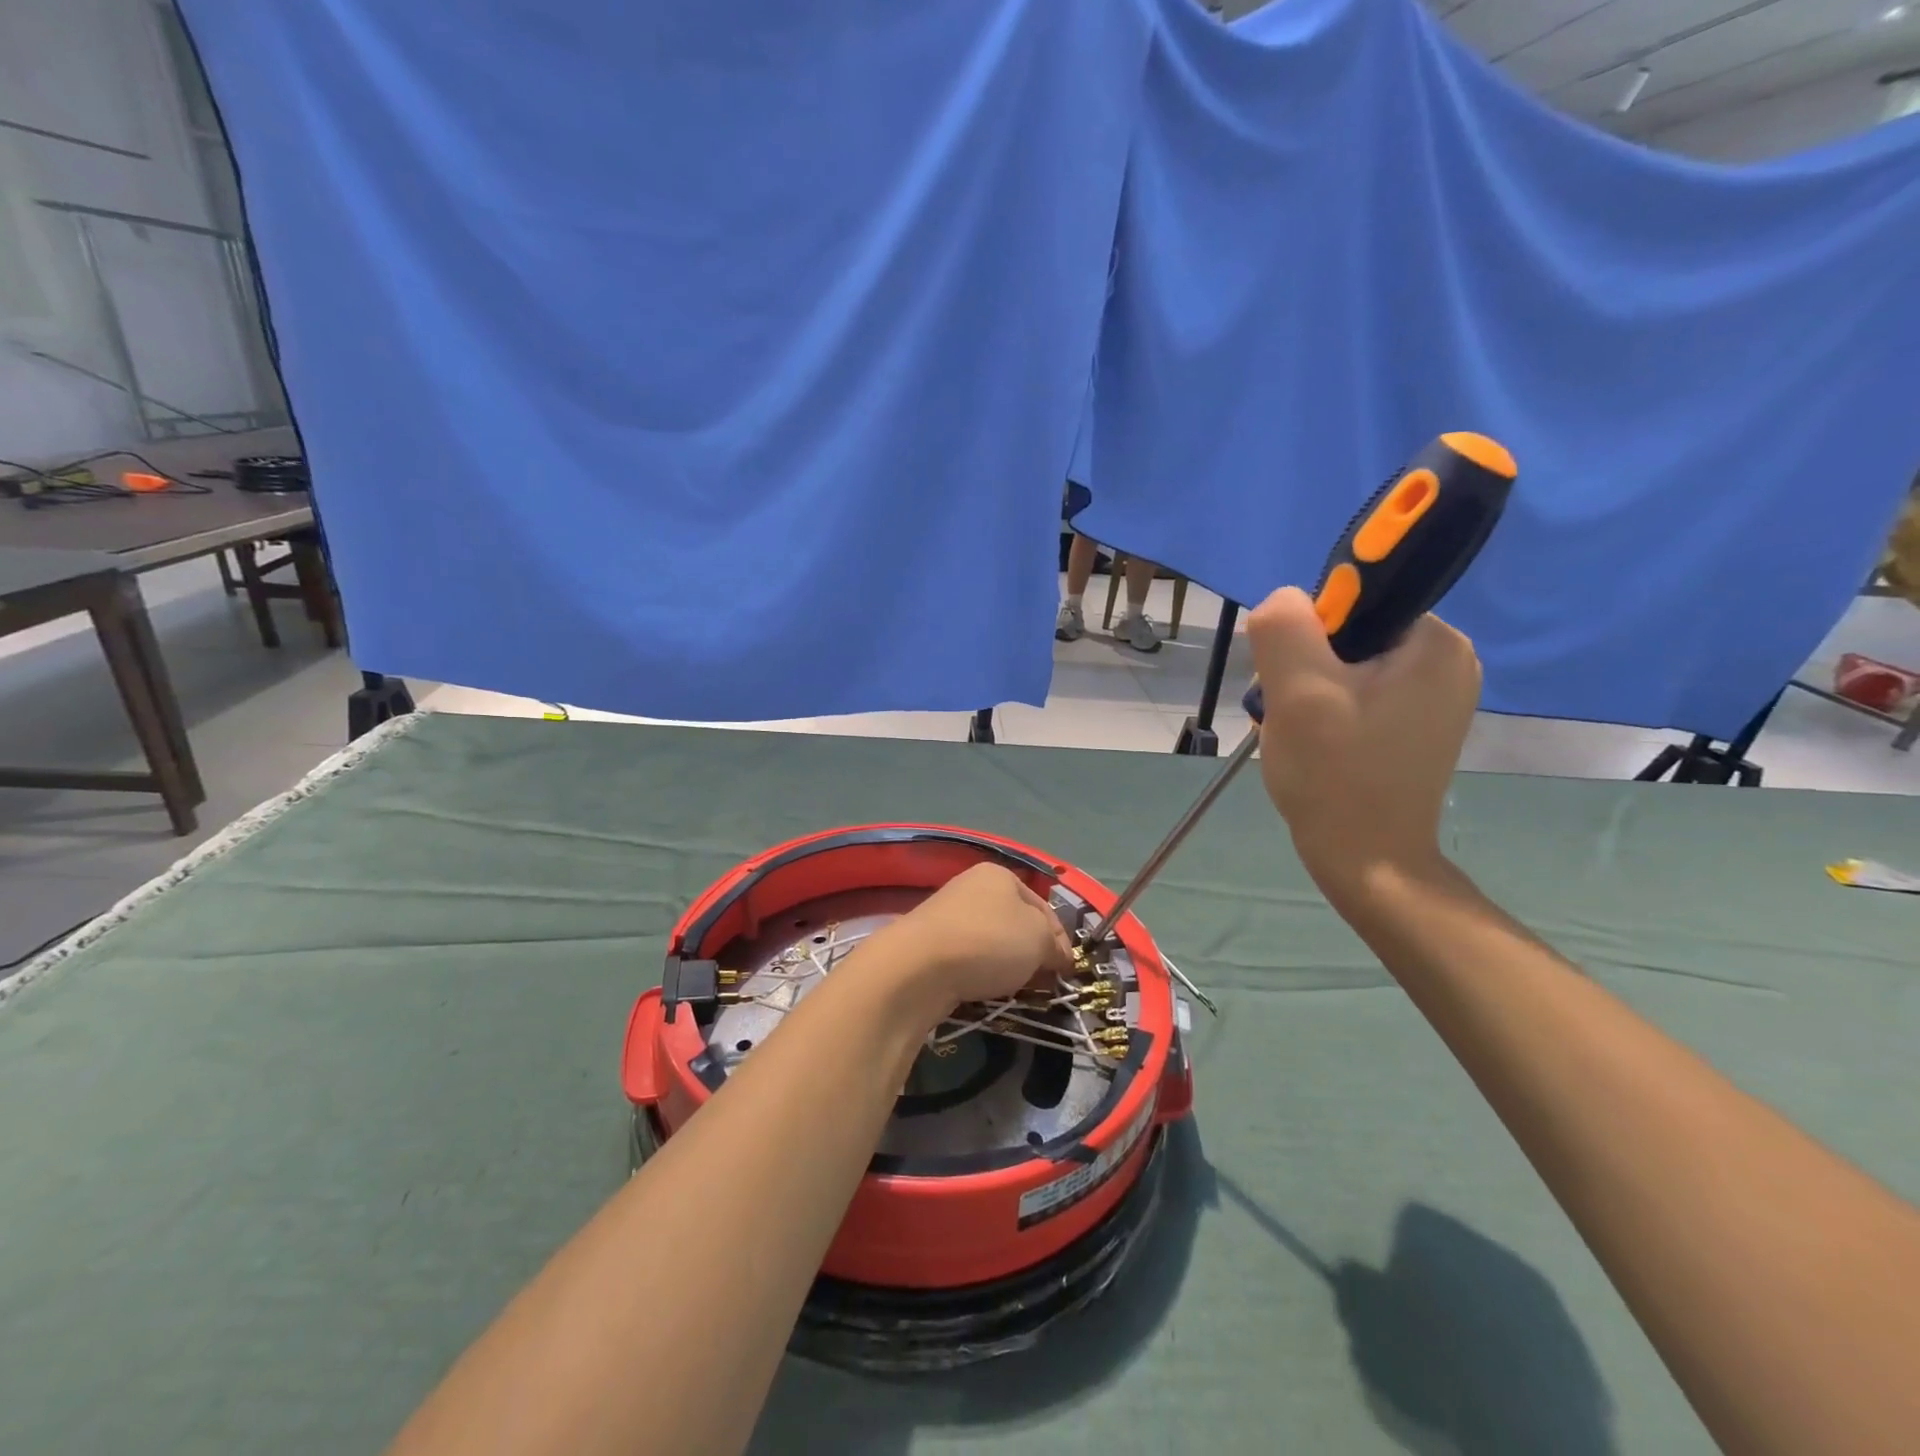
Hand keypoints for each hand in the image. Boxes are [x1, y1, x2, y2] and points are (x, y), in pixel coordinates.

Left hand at [876, 863, 1074, 1013]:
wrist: (919, 966)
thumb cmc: (989, 941)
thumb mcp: (1039, 939)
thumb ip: (1054, 946)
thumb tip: (1057, 957)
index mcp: (1000, 875)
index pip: (1043, 907)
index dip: (1060, 939)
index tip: (1067, 972)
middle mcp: (971, 887)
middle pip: (1016, 924)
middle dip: (1032, 953)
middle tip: (1043, 984)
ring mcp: (947, 914)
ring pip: (991, 942)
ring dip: (1006, 966)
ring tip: (1014, 991)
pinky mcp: (928, 943)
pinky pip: (967, 958)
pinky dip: (979, 973)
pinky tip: (982, 990)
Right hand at [1245, 586, 1480, 895]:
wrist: (1367, 861)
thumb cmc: (1335, 775)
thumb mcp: (1298, 693)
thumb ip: (1284, 627)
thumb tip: (1283, 600)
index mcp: (1436, 642)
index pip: (1355, 600)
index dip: (1308, 633)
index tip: (1291, 680)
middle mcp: (1448, 661)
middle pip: (1349, 634)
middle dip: (1304, 667)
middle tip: (1291, 714)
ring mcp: (1435, 696)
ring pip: (1346, 665)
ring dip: (1308, 692)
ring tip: (1300, 734)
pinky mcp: (1416, 724)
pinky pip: (1357, 693)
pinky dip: (1325, 711)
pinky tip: (1315, 743)